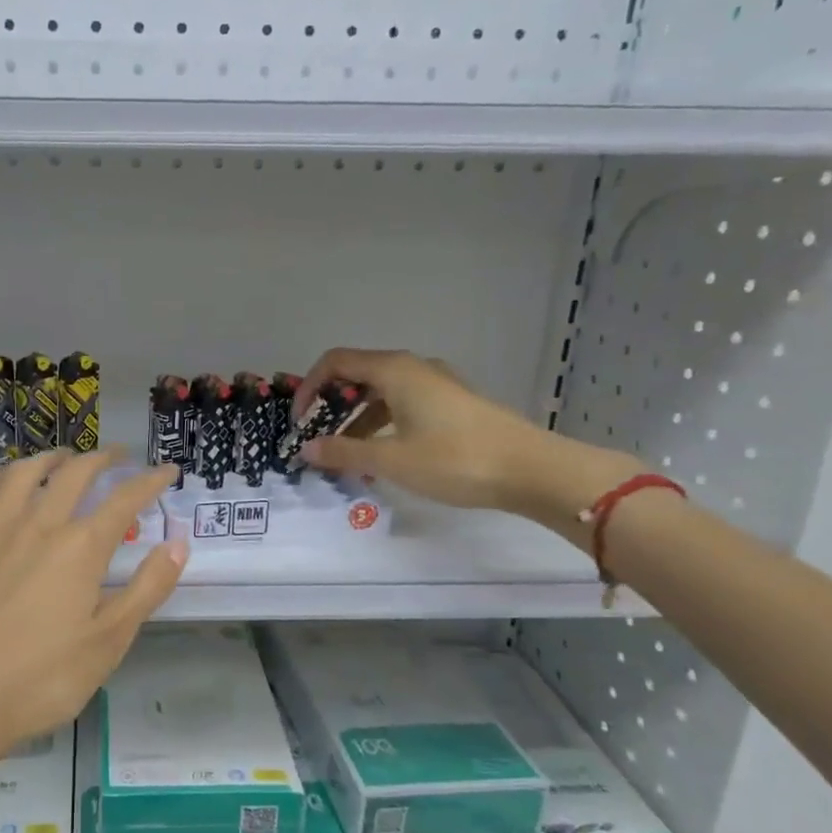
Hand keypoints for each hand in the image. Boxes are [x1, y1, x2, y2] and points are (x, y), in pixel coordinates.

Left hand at [0, 450, 185, 768]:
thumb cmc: (37, 680)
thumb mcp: (107, 644)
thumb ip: (146, 590)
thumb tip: (178, 544)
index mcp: (80, 548)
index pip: (125, 500)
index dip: (150, 481)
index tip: (167, 470)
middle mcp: (37, 524)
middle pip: (74, 474)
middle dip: (101, 458)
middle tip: (116, 455)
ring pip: (23, 474)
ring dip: (49, 458)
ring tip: (61, 457)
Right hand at [294, 348, 640, 528]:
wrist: (532, 470)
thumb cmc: (455, 459)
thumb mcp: (391, 459)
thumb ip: (343, 451)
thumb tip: (306, 448)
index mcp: (394, 371)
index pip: (335, 362)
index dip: (309, 387)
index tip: (298, 421)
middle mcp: (413, 368)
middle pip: (357, 375)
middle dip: (330, 405)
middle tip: (317, 438)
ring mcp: (436, 385)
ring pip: (380, 393)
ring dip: (355, 420)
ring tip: (345, 456)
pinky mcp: (452, 404)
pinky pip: (402, 405)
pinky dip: (381, 425)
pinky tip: (380, 458)